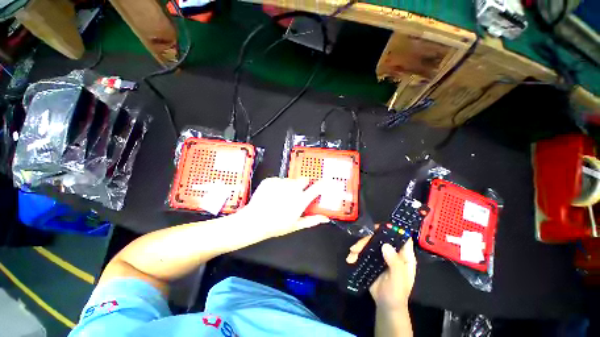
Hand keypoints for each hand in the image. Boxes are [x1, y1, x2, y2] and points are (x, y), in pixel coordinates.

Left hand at [240, 177, 329, 238]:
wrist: (254, 221)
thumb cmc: (276, 225)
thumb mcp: (296, 225)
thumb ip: (312, 220)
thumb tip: (325, 218)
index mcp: (300, 200)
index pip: (317, 187)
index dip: (323, 183)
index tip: (325, 182)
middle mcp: (292, 189)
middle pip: (303, 180)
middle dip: (303, 185)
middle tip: (296, 194)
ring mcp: (281, 183)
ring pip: (290, 180)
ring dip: (289, 186)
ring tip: (281, 197)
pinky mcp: (271, 180)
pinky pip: (279, 180)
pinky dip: (278, 185)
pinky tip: (272, 194)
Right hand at [346, 229, 416, 310]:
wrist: (386, 306)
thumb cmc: (397, 294)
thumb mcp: (398, 280)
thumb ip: (394, 263)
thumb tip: (385, 245)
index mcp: (404, 255)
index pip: (400, 236)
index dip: (391, 229)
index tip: (377, 228)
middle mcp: (393, 252)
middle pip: (380, 237)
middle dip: (367, 239)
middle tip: (356, 247)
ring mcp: (382, 255)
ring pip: (370, 242)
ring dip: (359, 246)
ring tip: (351, 253)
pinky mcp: (372, 259)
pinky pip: (364, 251)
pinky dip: (356, 253)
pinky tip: (351, 258)